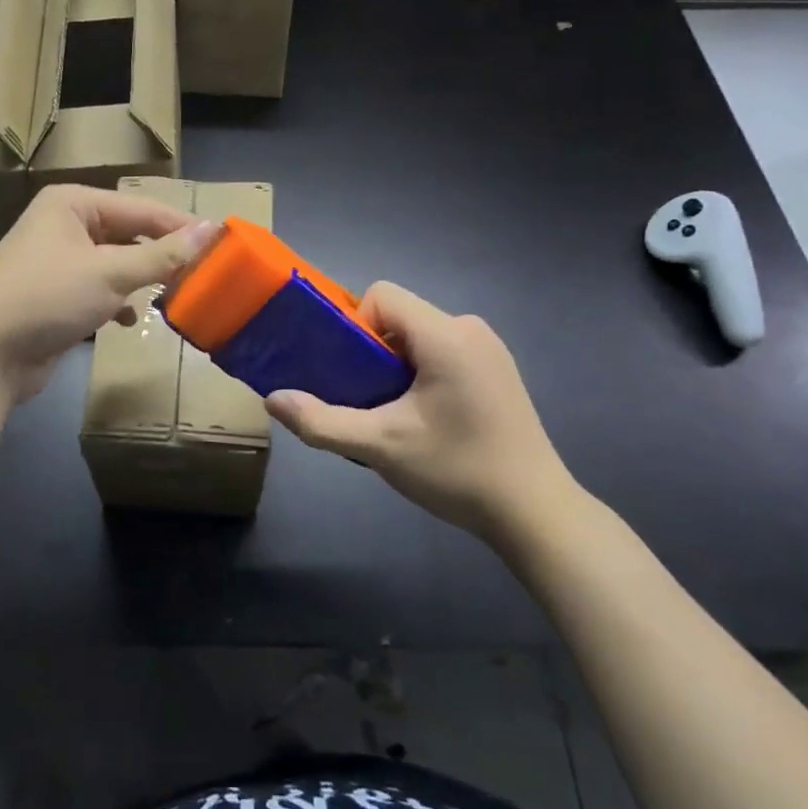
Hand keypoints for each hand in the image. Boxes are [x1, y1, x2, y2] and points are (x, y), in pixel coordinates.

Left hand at [0, 185, 217, 403]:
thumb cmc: (46, 297)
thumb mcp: (110, 272)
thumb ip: (162, 255)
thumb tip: (211, 231)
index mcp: (74, 204)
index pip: (142, 209)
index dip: (183, 227)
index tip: (223, 244)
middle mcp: (65, 225)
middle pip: (130, 234)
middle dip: (162, 256)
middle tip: (203, 274)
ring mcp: (58, 262)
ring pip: (116, 264)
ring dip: (142, 280)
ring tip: (174, 296)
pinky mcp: (56, 296)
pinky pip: (99, 289)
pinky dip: (117, 301)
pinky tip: (128, 319)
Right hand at [264, 283, 577, 546]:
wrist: (535, 513)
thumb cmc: (457, 470)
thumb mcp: (380, 447)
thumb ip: (321, 422)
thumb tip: (272, 400)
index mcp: (445, 334)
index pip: (381, 295)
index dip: (355, 326)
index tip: (352, 374)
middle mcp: (470, 328)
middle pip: (399, 317)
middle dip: (372, 353)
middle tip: (368, 402)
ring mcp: (489, 349)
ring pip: (419, 337)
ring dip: (395, 367)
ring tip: (395, 416)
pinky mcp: (497, 371)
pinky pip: (443, 352)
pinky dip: (422, 374)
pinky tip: (428, 421)